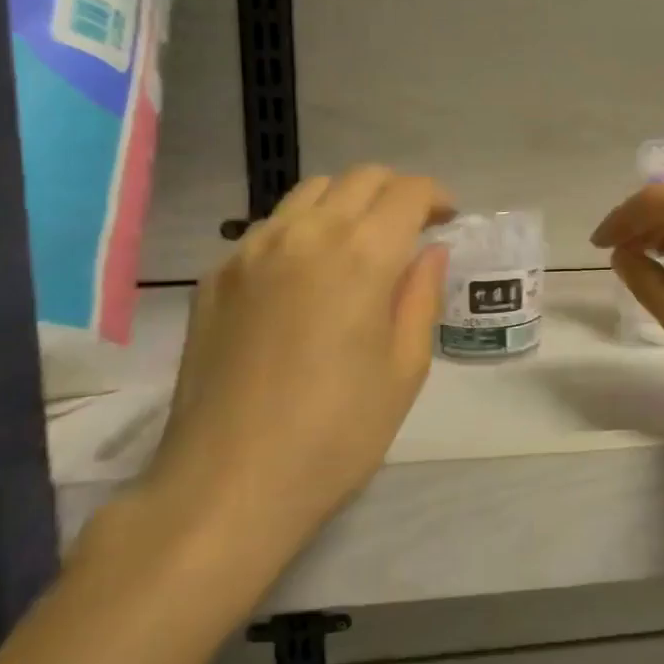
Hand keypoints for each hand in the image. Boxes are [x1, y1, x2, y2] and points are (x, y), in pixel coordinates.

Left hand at [137, 166, 451, 594]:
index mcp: (362, 255)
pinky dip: (303, 232)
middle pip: (359, 178)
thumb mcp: (405, 368)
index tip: (446, 219)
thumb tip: (430, 251)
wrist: (228, 485)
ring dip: (347, 204)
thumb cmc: (337, 433)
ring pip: (309, 194)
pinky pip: (269, 229)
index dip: (435, 196)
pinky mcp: (217, 278)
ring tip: (359, 247)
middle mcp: (305, 235)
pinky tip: (307, 279)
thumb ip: (421, 296)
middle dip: (394, 192)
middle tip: (411, 229)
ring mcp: (251, 252)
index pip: (406, 191)